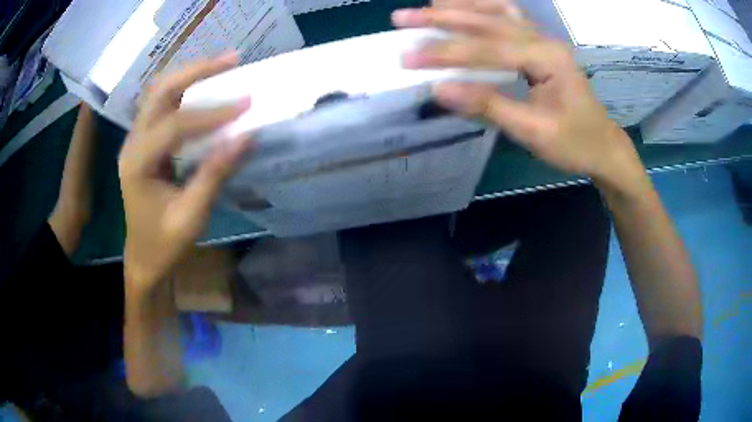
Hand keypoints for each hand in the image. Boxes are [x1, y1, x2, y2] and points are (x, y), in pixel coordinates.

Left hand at [118, 53, 251, 290]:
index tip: (247, 104)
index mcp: (137, 164)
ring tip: (223, 65)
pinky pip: (163, 104)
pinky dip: (186, 89)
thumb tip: (246, 136)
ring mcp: (136, 139)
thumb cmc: (164, 244)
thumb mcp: (191, 216)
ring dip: (191, 74)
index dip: (211, 113)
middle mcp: (132, 142)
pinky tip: (206, 86)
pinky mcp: (144, 141)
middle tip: (233, 60)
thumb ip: (214, 174)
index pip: (175, 125)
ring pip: (160, 91)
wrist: (142, 257)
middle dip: (197, 71)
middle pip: (160, 91)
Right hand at [392, 0, 643, 185]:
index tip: (408, 57)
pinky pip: (509, 16)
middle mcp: (544, 40)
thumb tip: (440, 90)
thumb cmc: (574, 143)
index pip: (488, 49)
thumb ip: (488, 106)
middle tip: (403, 18)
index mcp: (546, 59)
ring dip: (461, 6)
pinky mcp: (541, 45)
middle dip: (442, 19)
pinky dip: (483, 8)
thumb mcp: (533, 132)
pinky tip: (466, 6)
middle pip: (487, 21)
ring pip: (497, 11)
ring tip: (429, 4)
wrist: (603, 145)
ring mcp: (543, 39)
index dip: (446, 52)